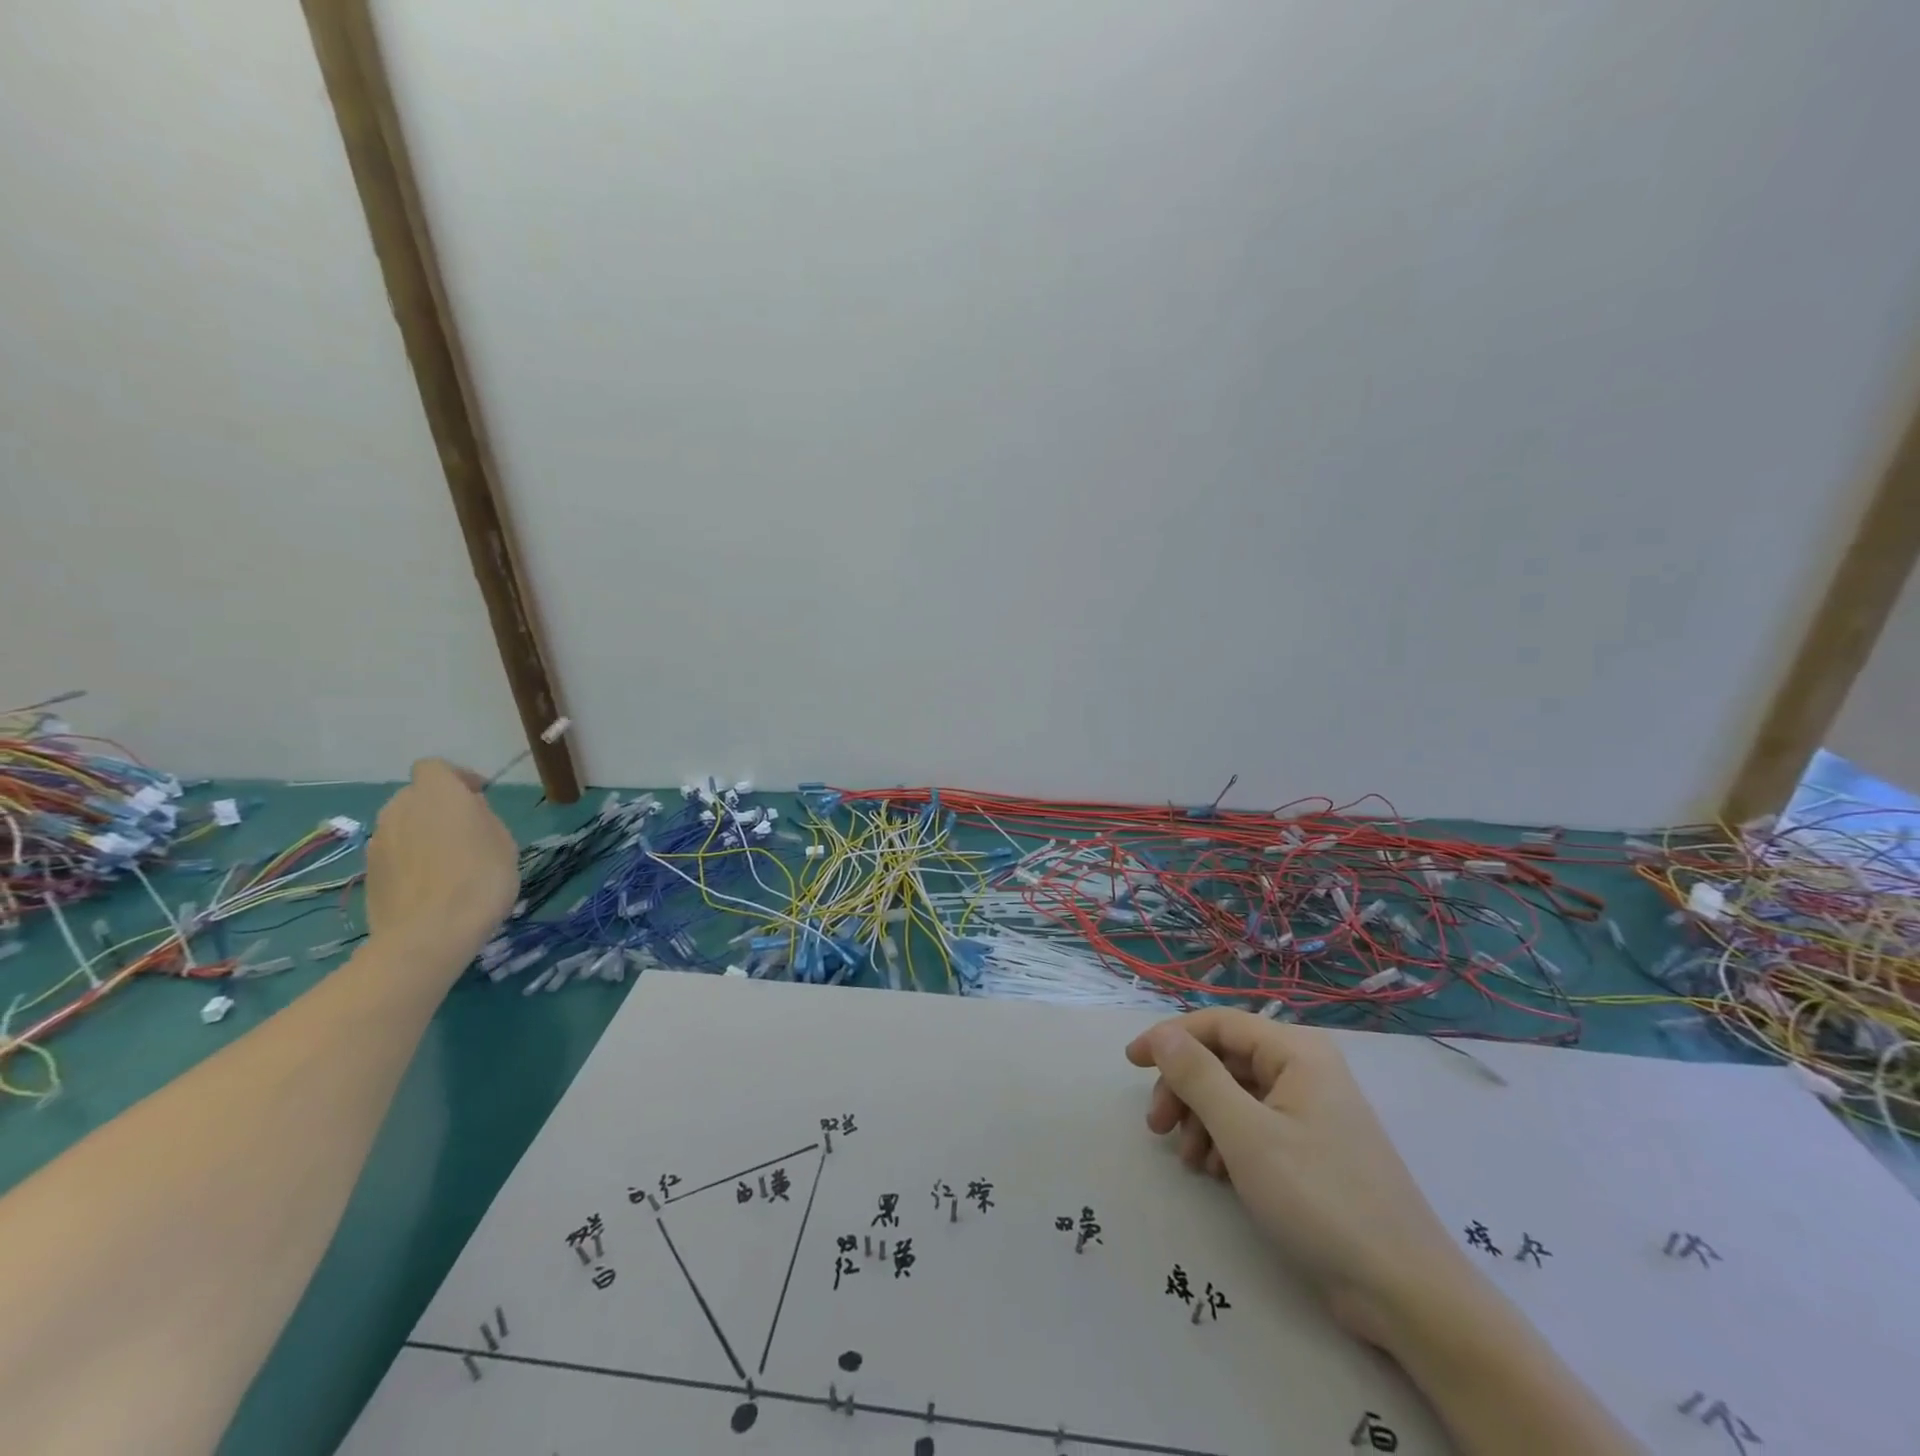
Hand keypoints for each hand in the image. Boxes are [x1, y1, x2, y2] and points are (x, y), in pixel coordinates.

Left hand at [365, 759, 518, 964]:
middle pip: (416, 796)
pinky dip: (411, 860)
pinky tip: (432, 885)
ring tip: (450, 861)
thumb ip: (482, 817)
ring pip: (403, 826)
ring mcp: (378, 842)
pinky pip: (394, 854)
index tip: (479, 796)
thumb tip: (467, 811)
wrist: (429, 934)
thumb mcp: (504, 841)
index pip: (435, 768)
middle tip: (467, 831)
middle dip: (438, 807)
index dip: (458, 777)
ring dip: (423, 834)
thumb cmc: (480, 878)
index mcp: (436, 793)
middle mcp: (399, 809)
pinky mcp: (369, 873)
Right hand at [1126, 1009, 1468, 1345]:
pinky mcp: (1313, 1148)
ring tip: (1188, 1161)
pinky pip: (1255, 1124)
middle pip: (1224, 1060)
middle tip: (1156, 1127)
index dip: (1170, 1038)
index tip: (1131, 1064)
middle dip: (1185, 1089)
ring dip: (1202, 1120)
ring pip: (1235, 1094)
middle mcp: (1305, 1069)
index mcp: (1296, 1051)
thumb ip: (1197, 1077)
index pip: (1218, 1023)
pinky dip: (1226, 1142)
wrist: (1405, 1293)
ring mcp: (1311, 1110)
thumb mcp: (1246, 1134)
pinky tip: (1214, 1174)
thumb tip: (1162, 1035)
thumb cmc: (1320, 1199)